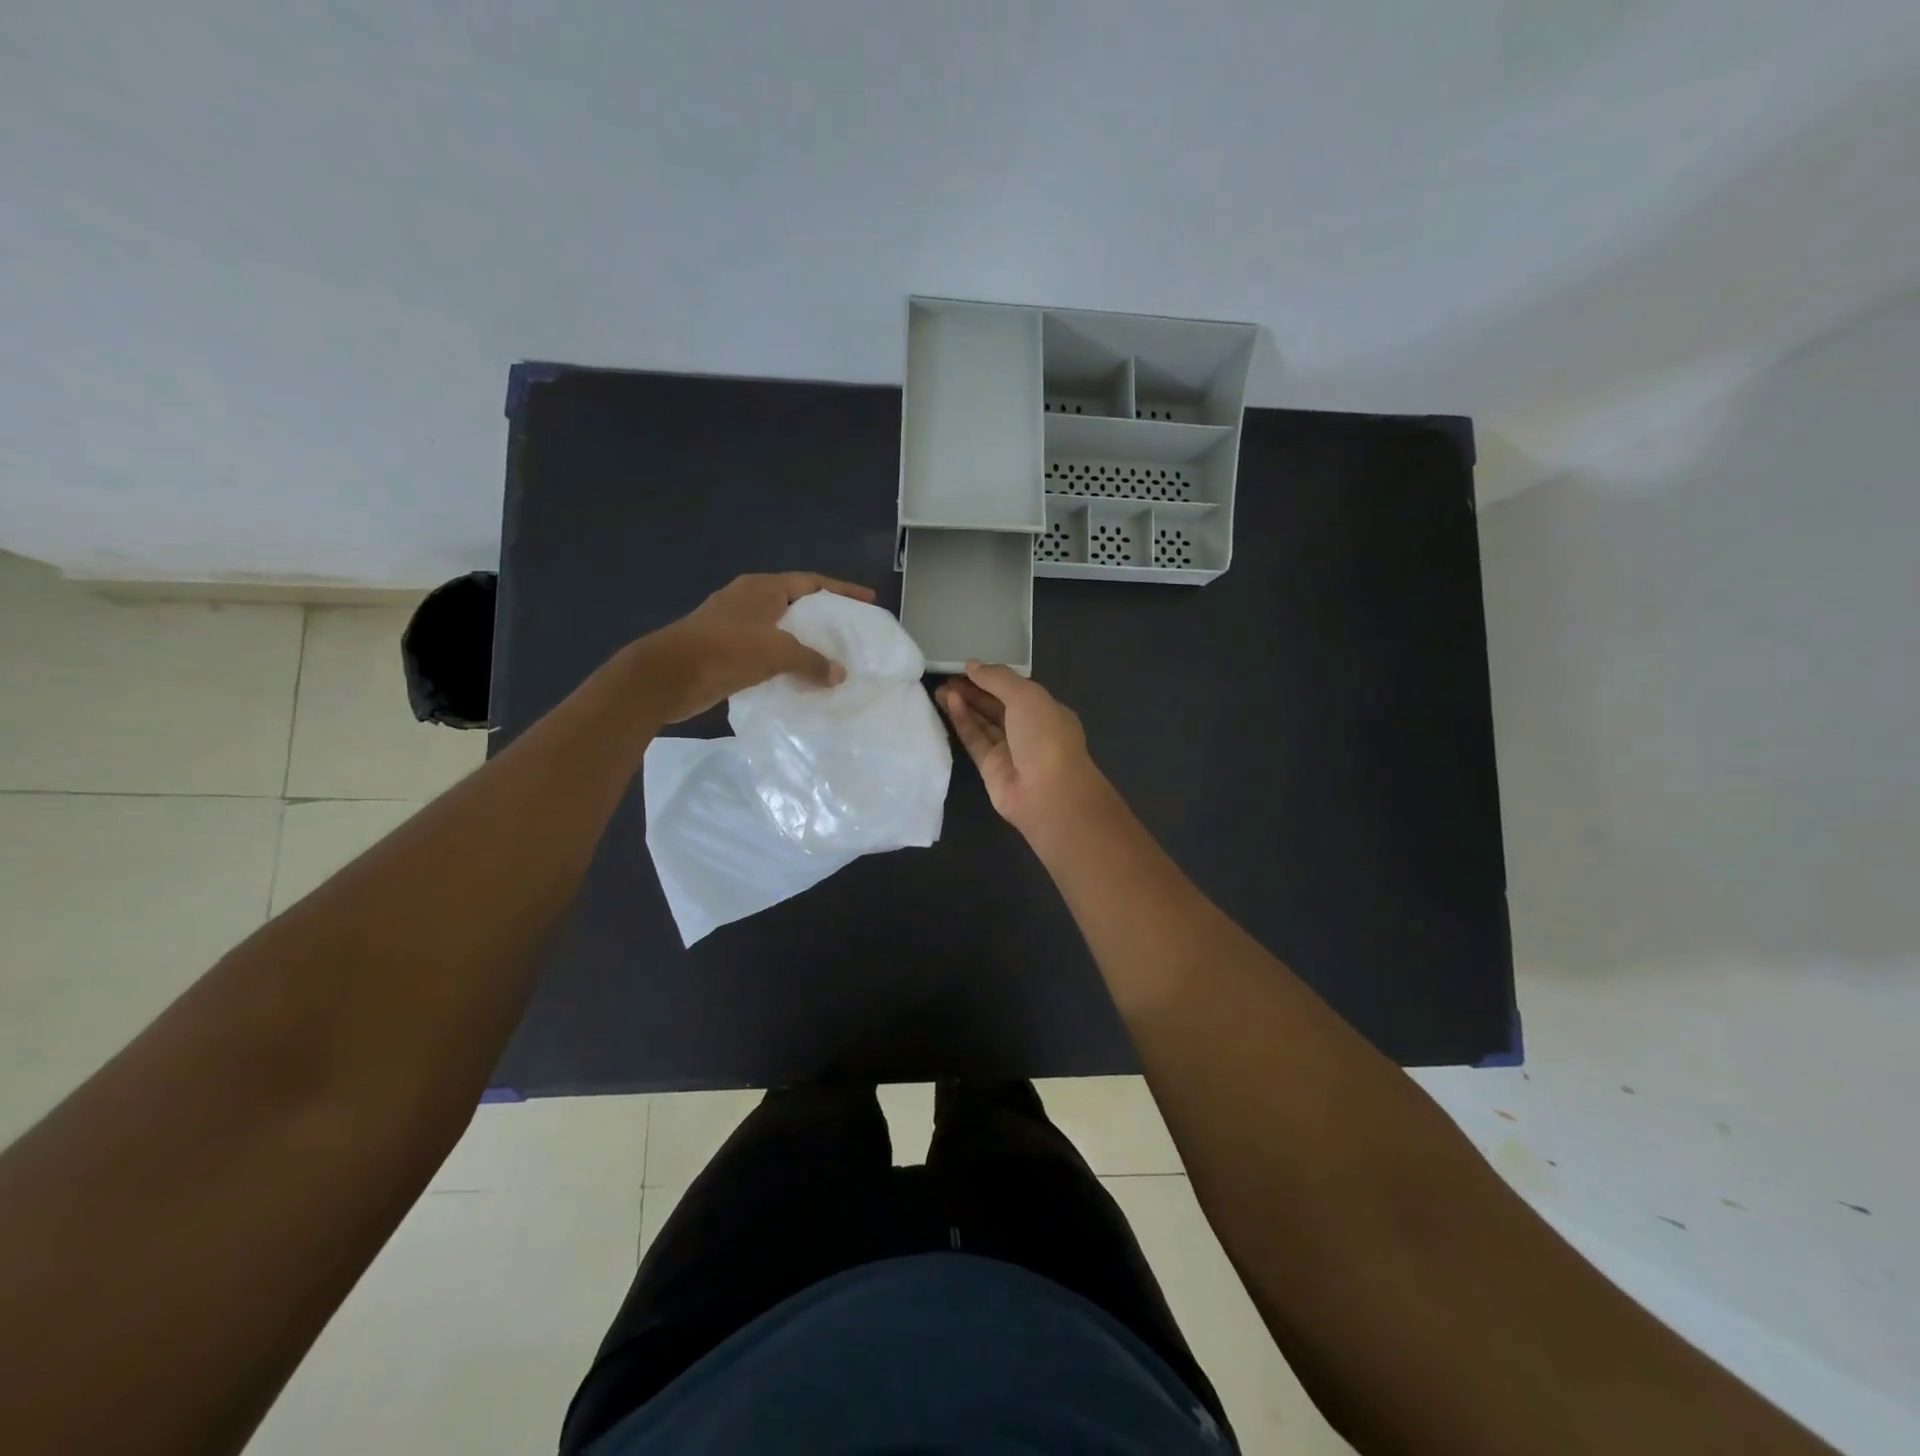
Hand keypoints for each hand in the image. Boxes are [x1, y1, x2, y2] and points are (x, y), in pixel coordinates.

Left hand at [644, 572, 874, 722]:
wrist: (668, 676)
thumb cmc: (725, 650)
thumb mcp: (776, 651)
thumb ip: (811, 661)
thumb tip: (839, 674)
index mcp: (762, 588)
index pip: (812, 582)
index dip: (842, 590)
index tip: (868, 600)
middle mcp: (749, 600)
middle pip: (796, 603)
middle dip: (823, 617)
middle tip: (850, 632)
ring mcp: (734, 625)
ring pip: (780, 630)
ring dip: (803, 643)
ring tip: (831, 658)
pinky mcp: (724, 651)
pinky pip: (766, 652)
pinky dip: (785, 662)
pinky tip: (800, 678)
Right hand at [936, 662, 1106, 837]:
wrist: (1048, 793)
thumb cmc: (1045, 736)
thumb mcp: (1026, 696)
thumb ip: (998, 678)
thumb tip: (972, 664)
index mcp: (1046, 710)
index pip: (1016, 690)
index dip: (991, 677)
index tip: (966, 667)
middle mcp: (1029, 730)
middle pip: (996, 705)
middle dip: (973, 690)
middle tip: (945, 676)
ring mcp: (1010, 750)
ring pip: (983, 722)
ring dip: (964, 704)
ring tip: (940, 688)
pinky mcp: (990, 768)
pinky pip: (975, 739)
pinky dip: (963, 721)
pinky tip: (949, 703)